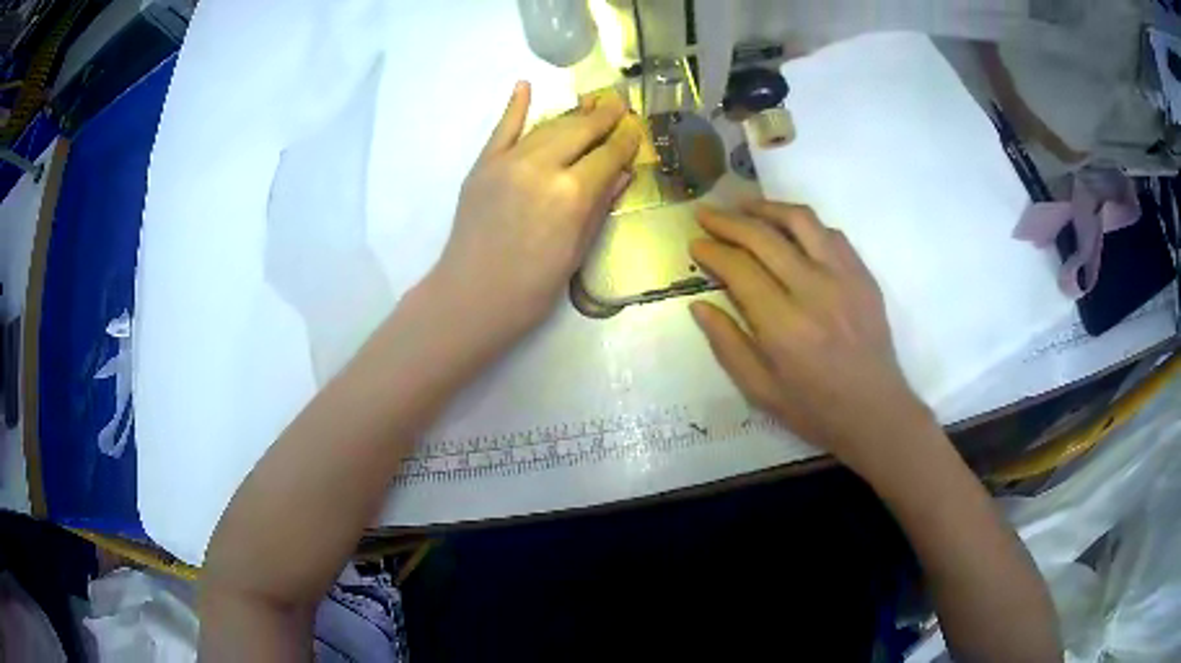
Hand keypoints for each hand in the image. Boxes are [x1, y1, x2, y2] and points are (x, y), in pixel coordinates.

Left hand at [429, 81, 640, 343]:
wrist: (472, 297)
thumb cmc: (533, 287)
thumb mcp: (578, 250)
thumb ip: (601, 205)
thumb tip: (623, 172)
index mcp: (572, 193)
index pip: (608, 155)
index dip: (625, 141)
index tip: (636, 130)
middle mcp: (542, 166)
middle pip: (579, 131)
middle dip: (603, 117)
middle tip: (619, 104)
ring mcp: (508, 162)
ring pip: (547, 127)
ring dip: (571, 115)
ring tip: (590, 105)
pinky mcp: (483, 165)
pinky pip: (502, 129)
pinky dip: (514, 107)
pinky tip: (524, 86)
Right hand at [689, 201, 933, 475]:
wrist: (875, 412)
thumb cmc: (814, 409)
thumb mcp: (760, 390)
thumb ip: (727, 344)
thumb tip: (698, 305)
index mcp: (784, 327)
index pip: (740, 269)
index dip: (712, 251)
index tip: (695, 243)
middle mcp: (814, 291)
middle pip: (764, 237)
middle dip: (728, 221)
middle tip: (706, 214)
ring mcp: (844, 278)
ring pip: (800, 221)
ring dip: (766, 208)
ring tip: (743, 206)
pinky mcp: (863, 275)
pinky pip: (830, 233)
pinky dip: (803, 224)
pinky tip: (788, 228)